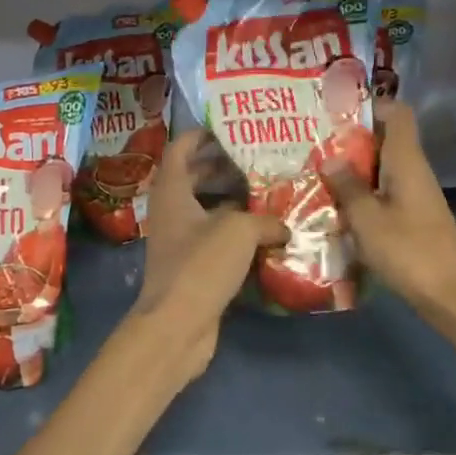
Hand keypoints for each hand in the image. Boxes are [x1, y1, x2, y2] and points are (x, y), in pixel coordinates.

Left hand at [126, 130, 284, 380]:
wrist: (177, 325)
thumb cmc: (201, 265)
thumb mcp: (239, 231)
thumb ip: (265, 219)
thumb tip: (284, 226)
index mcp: (172, 191)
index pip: (180, 149)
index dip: (200, 135)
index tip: (229, 129)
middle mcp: (171, 211)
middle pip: (193, 177)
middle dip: (222, 166)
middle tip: (256, 159)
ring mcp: (179, 240)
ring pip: (205, 209)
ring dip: (231, 200)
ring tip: (266, 191)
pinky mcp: (191, 266)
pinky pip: (213, 238)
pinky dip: (234, 231)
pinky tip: (264, 233)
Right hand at [322, 102, 455, 346]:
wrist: (454, 298)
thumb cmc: (410, 252)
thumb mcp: (368, 219)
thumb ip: (348, 186)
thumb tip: (330, 158)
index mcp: (406, 161)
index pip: (397, 113)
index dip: (371, 104)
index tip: (336, 108)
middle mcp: (414, 171)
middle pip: (385, 140)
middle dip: (351, 138)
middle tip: (313, 141)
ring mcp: (416, 196)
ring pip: (382, 168)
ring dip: (354, 168)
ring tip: (316, 170)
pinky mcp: (414, 218)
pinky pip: (385, 192)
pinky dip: (362, 192)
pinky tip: (337, 206)